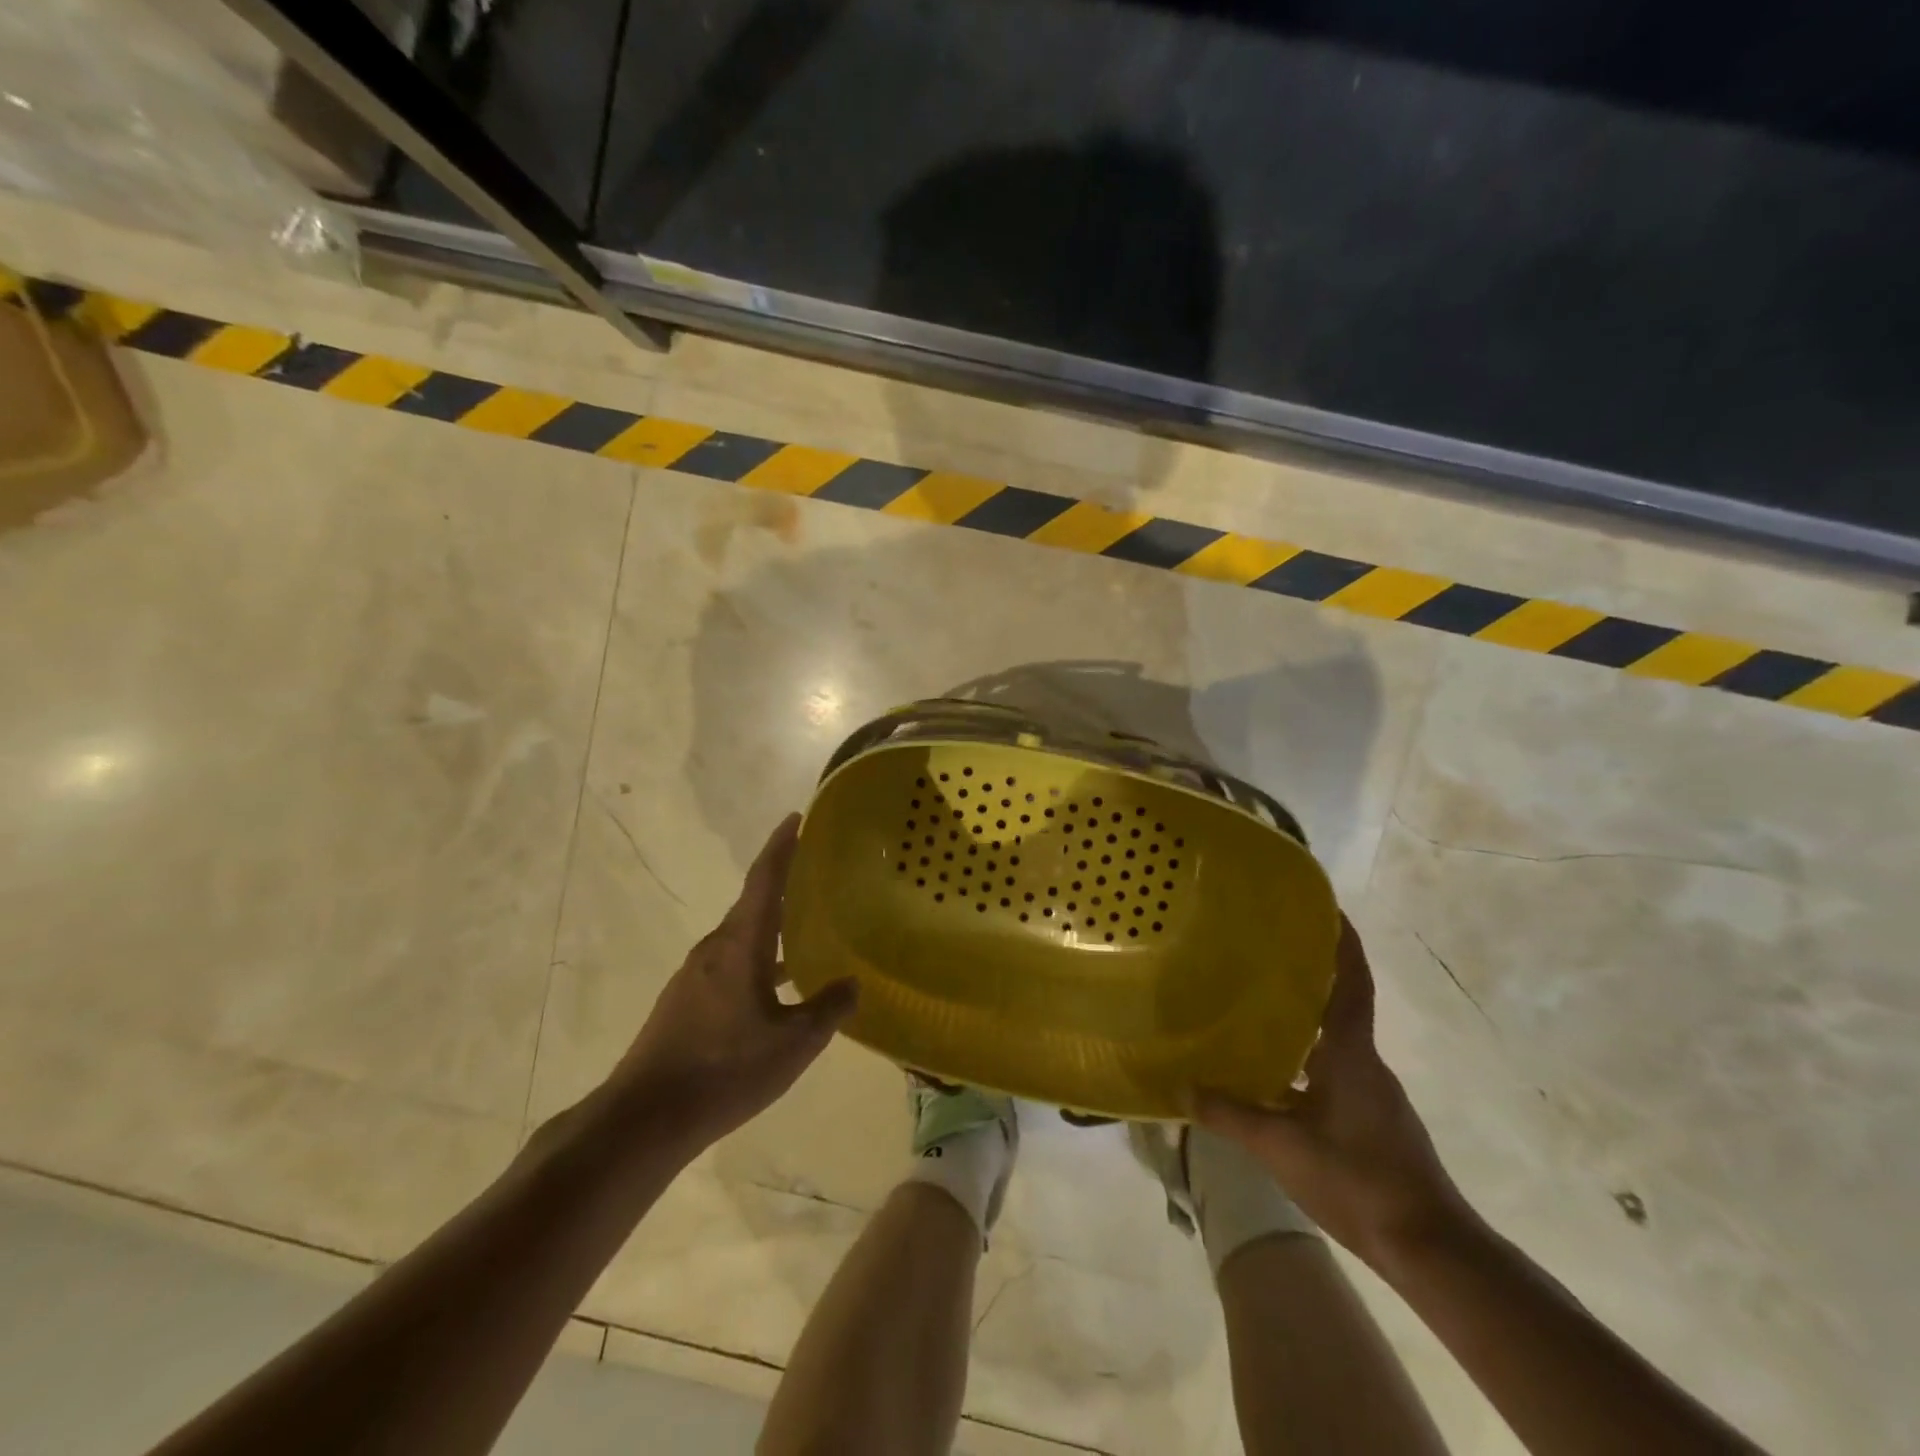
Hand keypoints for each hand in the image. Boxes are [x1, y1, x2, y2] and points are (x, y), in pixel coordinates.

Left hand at [610, 814, 856, 1153]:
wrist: (644, 1118)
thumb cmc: (724, 1070)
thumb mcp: (792, 1044)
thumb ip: (827, 1009)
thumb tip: (852, 984)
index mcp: (740, 944)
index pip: (764, 879)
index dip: (782, 846)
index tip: (797, 818)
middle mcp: (715, 949)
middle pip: (753, 904)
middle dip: (783, 885)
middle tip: (817, 876)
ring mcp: (695, 975)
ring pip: (742, 937)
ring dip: (772, 927)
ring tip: (806, 929)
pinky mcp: (685, 1001)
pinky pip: (730, 963)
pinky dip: (758, 958)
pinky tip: (777, 986)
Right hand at [1196, 916, 1470, 1265]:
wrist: (1428, 1248)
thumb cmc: (1358, 1181)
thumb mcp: (1282, 1147)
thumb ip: (1230, 1114)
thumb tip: (1182, 1085)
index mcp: (1352, 1054)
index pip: (1351, 983)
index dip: (1343, 942)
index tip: (1327, 907)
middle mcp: (1366, 1063)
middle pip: (1340, 1005)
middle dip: (1311, 975)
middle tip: (1265, 951)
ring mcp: (1372, 1093)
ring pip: (1333, 1042)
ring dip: (1303, 1022)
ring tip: (1256, 1007)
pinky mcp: (1371, 1120)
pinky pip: (1332, 1072)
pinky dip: (1304, 1062)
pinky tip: (1270, 1076)